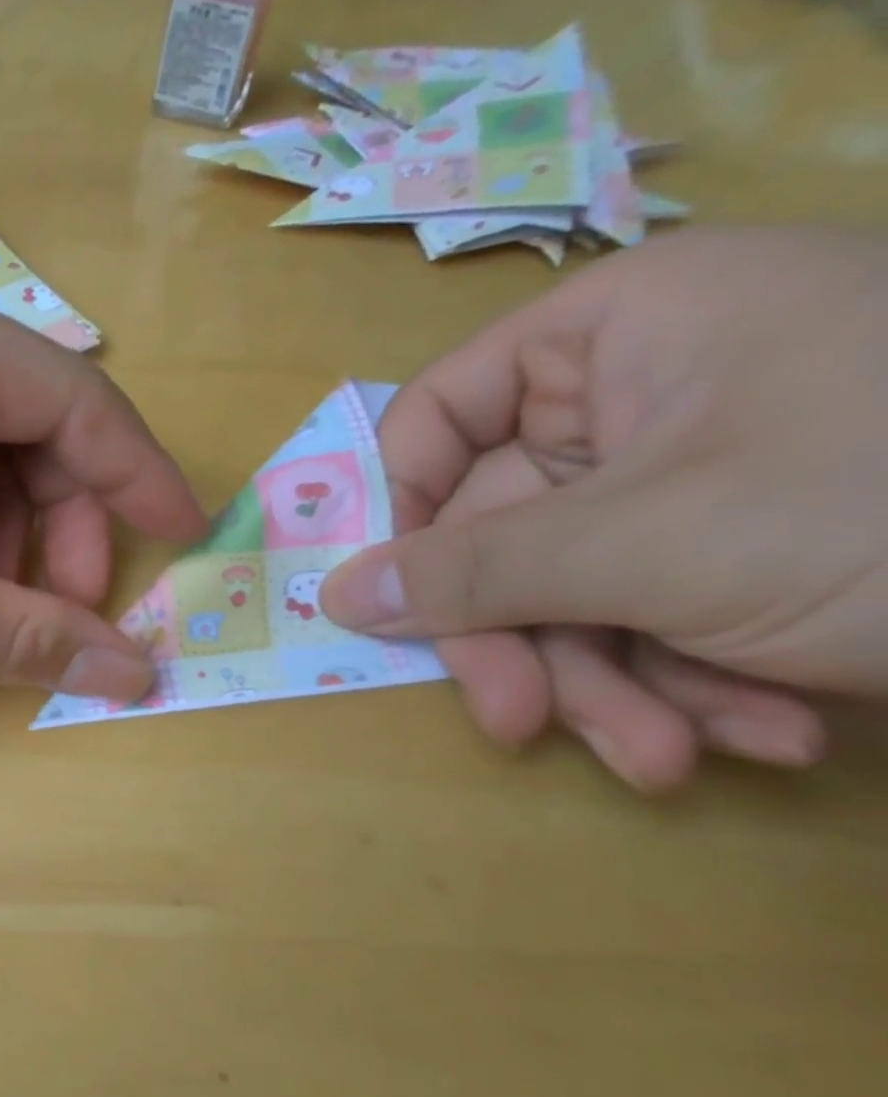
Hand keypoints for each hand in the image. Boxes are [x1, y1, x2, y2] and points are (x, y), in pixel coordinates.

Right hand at [321, 226, 887, 790]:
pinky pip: (651, 613)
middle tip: (522, 724)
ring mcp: (692, 478)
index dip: (399, 510)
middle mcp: (639, 399)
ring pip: (570, 589)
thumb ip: (471, 572)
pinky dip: (689, 683)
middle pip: (501, 530)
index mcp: (614, 338)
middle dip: (524, 641)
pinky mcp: (741, 549)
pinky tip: (760, 731)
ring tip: (671, 758)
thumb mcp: (653, 546)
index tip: (394, 601)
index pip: (437, 416)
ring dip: (609, 686)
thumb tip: (336, 595)